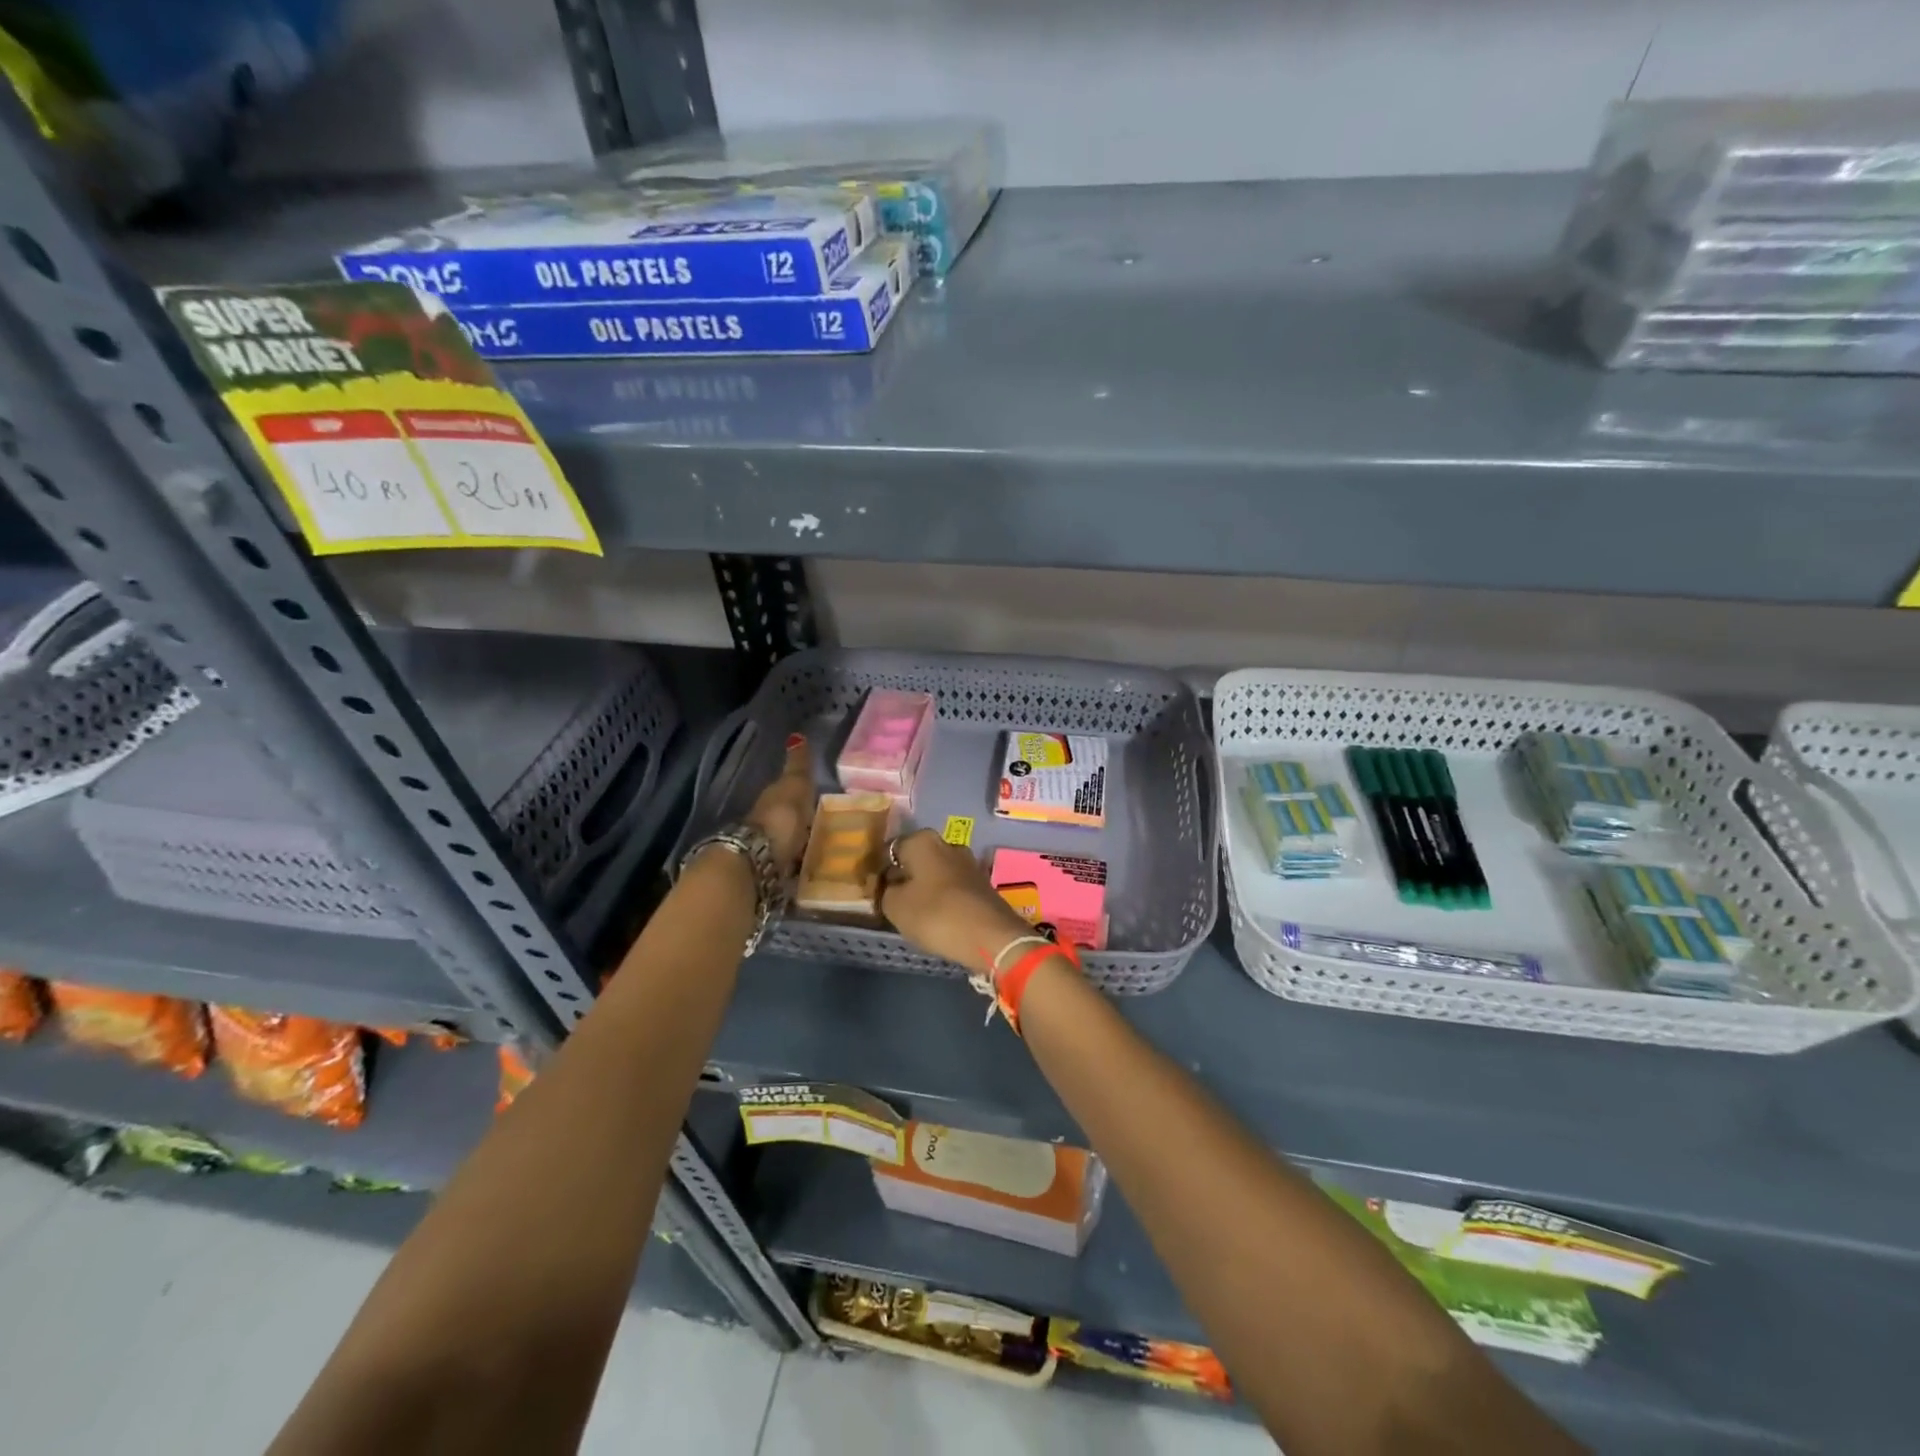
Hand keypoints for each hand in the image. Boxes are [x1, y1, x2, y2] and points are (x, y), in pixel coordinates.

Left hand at [745, 734, 815, 876]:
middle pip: (787, 821)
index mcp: (772, 800)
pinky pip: (791, 866)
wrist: (758, 861)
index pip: (786, 793)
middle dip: (802, 822)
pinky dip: (800, 866)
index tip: (818, 798)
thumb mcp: (794, 786)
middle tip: (826, 825)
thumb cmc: (780, 818)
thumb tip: (797, 735)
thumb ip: (798, 765)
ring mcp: (769, 851)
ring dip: (800, 845)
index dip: (800, 795)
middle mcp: (767, 824)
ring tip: (825, 850)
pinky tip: (814, 869)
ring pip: (788, 844)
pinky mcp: (775, 875)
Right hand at [879, 829, 1035, 973]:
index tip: (873, 891)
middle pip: (915, 859)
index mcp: (923, 840)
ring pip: (935, 873)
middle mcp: (947, 844)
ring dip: (924, 889)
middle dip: (904, 877)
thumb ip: (884, 891)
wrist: (991, 937)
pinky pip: (951, 887)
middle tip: (891, 903)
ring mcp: (968, 862)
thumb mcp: (895, 906)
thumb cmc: (936, 915)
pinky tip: (936, 917)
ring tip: (913, 914)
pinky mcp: (981, 883)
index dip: (879, 870)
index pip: (890, 849)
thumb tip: (889, 883)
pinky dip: (942, 899)